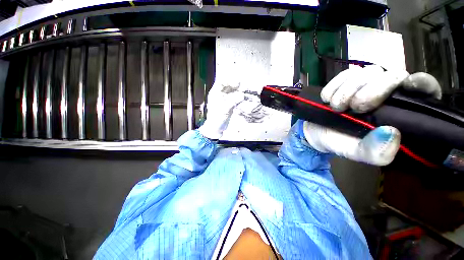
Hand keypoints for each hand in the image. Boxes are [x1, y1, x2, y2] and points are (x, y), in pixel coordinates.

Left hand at [198, 80, 244, 138]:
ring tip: (246, 91)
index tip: (237, 83)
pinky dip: (240, 97)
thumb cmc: (216, 118)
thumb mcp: (224, 109)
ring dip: (239, 90)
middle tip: (244, 86)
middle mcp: (220, 94)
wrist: (216, 128)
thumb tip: (242, 95)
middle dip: (236, 85)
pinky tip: (245, 97)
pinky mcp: (230, 103)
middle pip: (229, 85)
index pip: (222, 82)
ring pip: (233, 91)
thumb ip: (233, 101)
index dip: (229, 80)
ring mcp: (226, 99)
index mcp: (215, 93)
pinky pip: (236, 97)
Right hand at [302, 65, 441, 165]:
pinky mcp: (345, 81)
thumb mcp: (358, 153)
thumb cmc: (340, 142)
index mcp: (399, 112)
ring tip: (336, 108)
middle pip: (392, 75)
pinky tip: (328, 99)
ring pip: (366, 72)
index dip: (421, 83)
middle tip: (353, 108)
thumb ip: (376, 152)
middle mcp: (386, 93)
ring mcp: (365, 84)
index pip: (424, 89)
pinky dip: (334, 86)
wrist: (316, 133)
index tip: (408, 85)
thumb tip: (392, 132)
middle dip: (372, 91)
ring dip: (347, 91)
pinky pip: (344, 74)